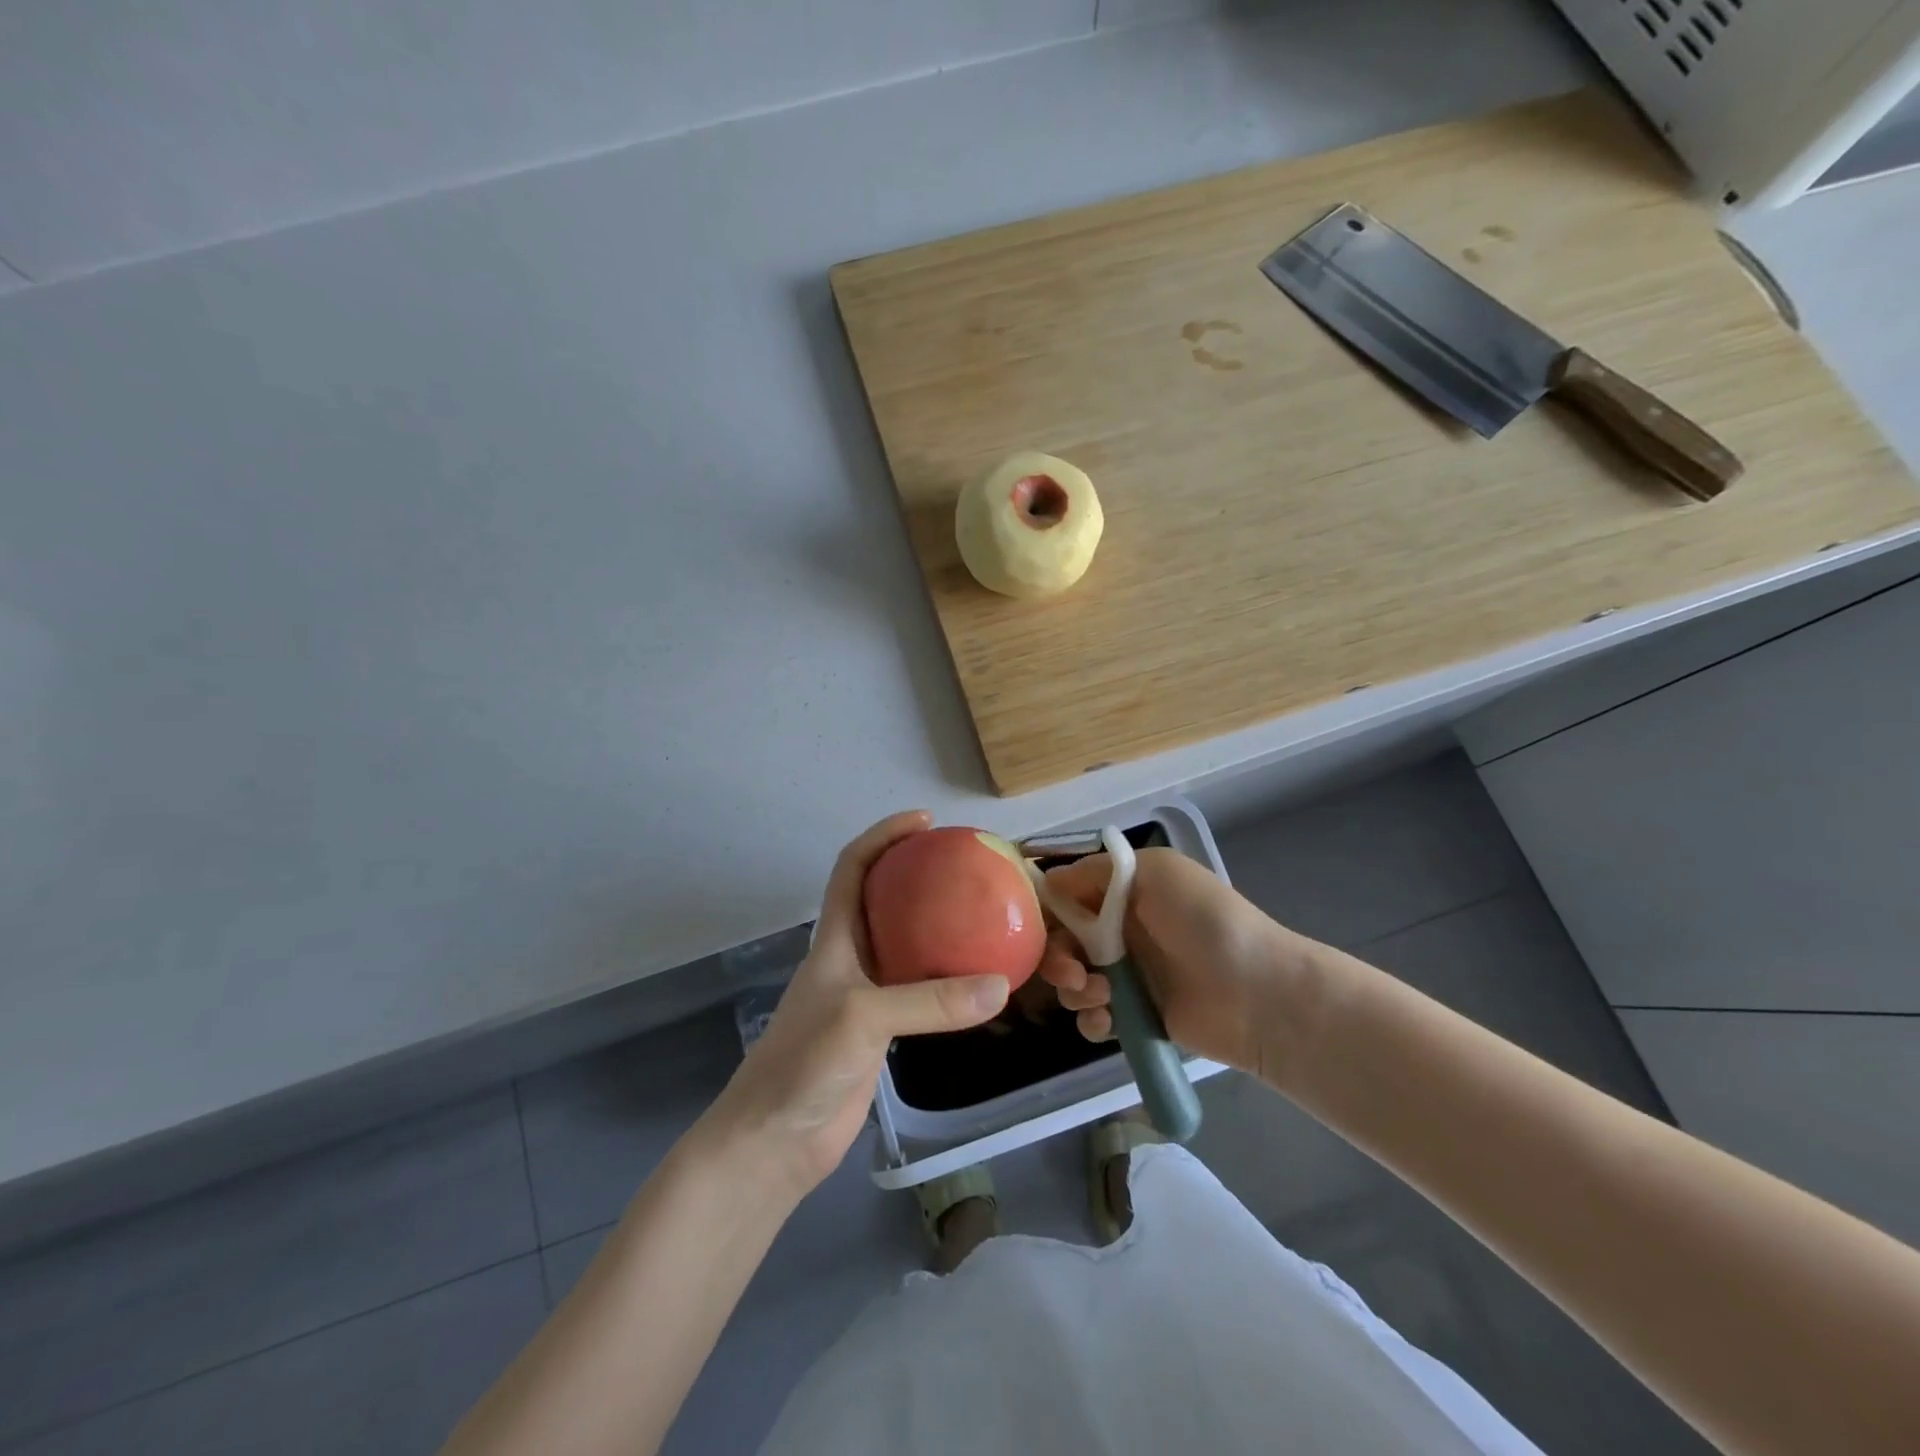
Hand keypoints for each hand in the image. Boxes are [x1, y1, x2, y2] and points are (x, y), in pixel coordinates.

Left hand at [703, 811, 1010, 1199]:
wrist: (774, 1141)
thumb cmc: (803, 1063)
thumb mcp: (863, 1018)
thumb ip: (930, 1002)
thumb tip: (1000, 985)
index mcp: (835, 939)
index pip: (853, 867)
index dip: (883, 836)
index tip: (924, 821)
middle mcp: (851, 958)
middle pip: (884, 899)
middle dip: (919, 874)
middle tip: (968, 866)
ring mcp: (866, 995)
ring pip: (907, 946)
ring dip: (939, 928)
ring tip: (984, 916)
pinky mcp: (880, 1032)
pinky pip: (921, 993)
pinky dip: (948, 981)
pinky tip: (979, 983)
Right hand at [1038, 847, 1326, 1080]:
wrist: (1257, 992)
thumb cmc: (1204, 920)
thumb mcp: (1155, 872)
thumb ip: (1097, 871)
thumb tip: (1048, 882)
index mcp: (1124, 892)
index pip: (1067, 896)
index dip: (1047, 910)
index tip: (1034, 926)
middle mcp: (1120, 930)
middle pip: (1063, 941)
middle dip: (1057, 957)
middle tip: (1073, 972)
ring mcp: (1127, 975)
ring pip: (1073, 981)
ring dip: (1075, 988)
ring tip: (1101, 994)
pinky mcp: (1135, 1016)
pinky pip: (1093, 1018)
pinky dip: (1092, 1019)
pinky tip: (1108, 1020)